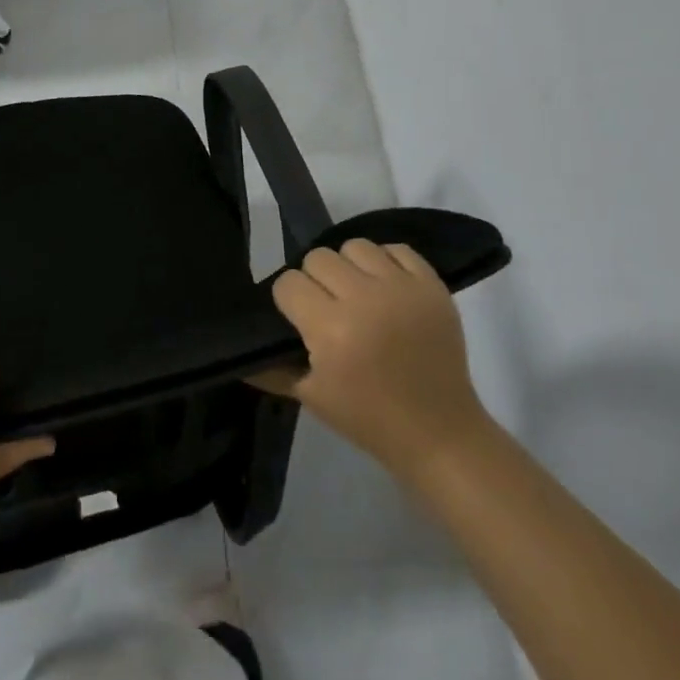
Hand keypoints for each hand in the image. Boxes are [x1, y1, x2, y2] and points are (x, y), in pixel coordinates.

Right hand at [251, 239, 488, 483]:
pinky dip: (387, 263)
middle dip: (316, 280)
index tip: (299, 320)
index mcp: (331, 329)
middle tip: (328, 308)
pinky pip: (398, 249)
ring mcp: (403, 288)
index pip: (289, 283)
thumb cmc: (368, 418)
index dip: (289, 301)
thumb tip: (240, 354)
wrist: (439, 434)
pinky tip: (387, 288)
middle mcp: (365, 299)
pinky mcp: (432, 285)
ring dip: (350, 267)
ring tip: (358, 294)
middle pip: (318, 257)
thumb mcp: (311, 398)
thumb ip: (271, 369)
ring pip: (355, 245)